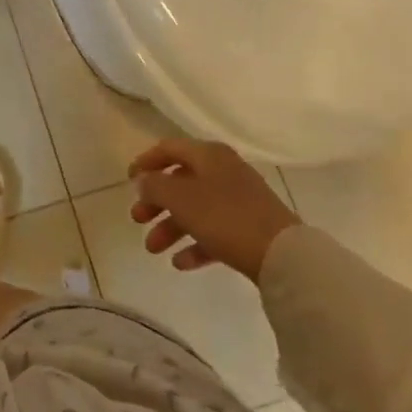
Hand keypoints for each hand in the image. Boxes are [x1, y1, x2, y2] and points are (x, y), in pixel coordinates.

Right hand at [128, 138, 300, 283]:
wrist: (283, 256)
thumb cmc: (225, 217)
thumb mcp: (181, 198)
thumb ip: (155, 186)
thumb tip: (143, 180)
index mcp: (208, 155)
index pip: (168, 149)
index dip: (146, 162)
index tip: (128, 180)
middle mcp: (223, 171)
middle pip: (180, 181)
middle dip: (156, 201)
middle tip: (137, 219)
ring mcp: (239, 200)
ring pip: (195, 208)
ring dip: (171, 227)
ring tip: (153, 249)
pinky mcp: (250, 228)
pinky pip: (214, 231)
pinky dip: (195, 244)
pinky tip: (180, 263)